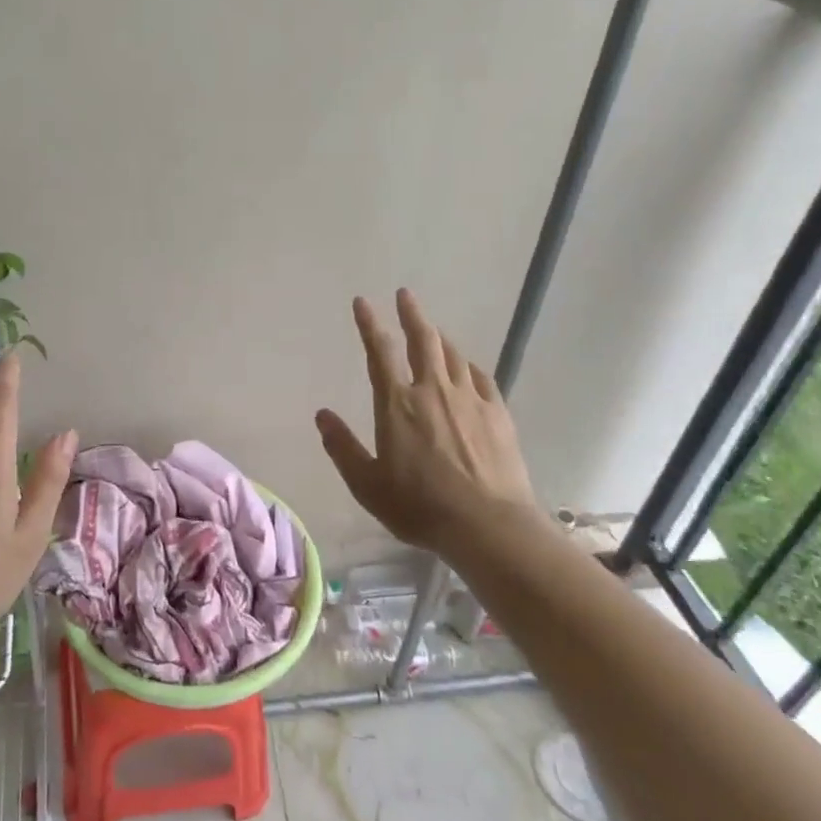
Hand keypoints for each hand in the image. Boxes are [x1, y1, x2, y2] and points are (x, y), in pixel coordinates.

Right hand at [315, 289, 537, 553]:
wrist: (488, 525)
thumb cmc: (419, 506)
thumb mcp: (367, 484)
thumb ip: (342, 447)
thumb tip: (322, 415)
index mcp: (397, 404)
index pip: (380, 352)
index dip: (369, 324)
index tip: (363, 301)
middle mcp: (433, 391)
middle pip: (423, 341)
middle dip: (412, 314)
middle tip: (406, 295)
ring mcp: (470, 399)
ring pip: (453, 355)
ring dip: (439, 338)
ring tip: (433, 331)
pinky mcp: (498, 413)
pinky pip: (482, 377)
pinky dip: (469, 366)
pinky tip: (468, 368)